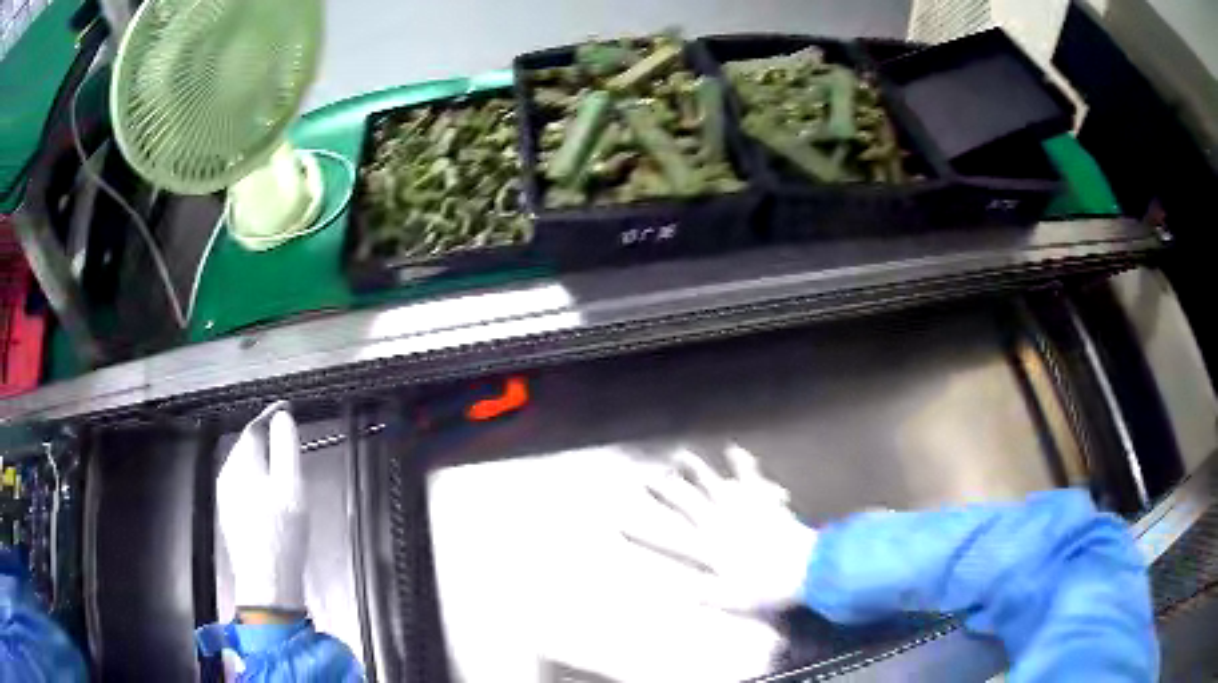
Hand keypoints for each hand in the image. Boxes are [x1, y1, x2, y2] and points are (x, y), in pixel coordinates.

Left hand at [218, 401, 307, 613]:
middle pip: (247, 446)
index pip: (254, 427)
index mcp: (241, 463)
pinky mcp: (229, 515)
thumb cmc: (282, 535)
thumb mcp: (292, 487)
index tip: (286, 409)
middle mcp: (227, 474)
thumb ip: (286, 447)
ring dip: (262, 463)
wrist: (267, 583)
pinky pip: (242, 486)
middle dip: (267, 441)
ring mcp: (225, 496)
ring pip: (244, 467)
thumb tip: (282, 418)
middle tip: (289, 443)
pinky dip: (257, 482)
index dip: (270, 415)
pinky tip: (270, 500)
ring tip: (283, 473)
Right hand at [624, 445, 816, 613]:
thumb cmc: (768, 586)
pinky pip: (750, 476)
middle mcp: (719, 522)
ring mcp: (741, 507)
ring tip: (680, 455)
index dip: (641, 530)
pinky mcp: (762, 499)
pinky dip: (742, 463)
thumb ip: (702, 593)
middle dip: (663, 489)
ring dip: (695, 468)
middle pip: (686, 501)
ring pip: (711, 482)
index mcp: (709, 548)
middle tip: (646, 477)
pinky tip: (734, 450)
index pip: (667, 539)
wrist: (806, 567)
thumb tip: (673, 592)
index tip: (618, 521)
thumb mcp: (731, 598)